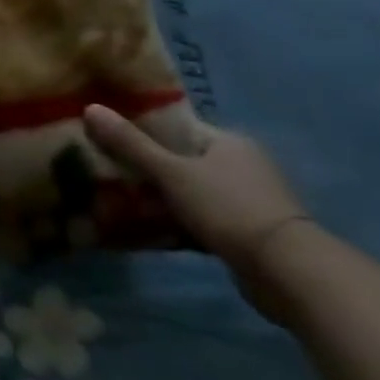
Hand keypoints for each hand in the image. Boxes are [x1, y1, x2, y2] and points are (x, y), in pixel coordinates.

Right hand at [83, 105, 312, 316]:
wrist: (289, 272)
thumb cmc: (228, 207)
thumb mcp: (171, 172)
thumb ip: (130, 143)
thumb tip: (90, 107)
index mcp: (229, 142)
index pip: (178, 127)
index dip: (143, 129)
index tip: (110, 137)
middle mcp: (243, 166)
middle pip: (182, 159)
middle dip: (149, 166)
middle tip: (110, 169)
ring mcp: (249, 200)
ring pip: (191, 190)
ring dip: (162, 197)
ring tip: (121, 199)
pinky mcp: (249, 232)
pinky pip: (202, 218)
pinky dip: (179, 221)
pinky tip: (150, 227)